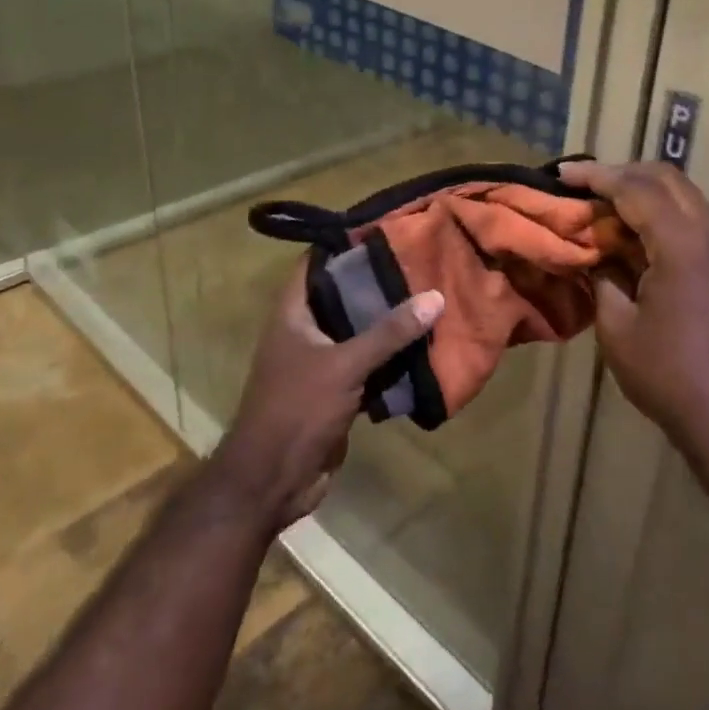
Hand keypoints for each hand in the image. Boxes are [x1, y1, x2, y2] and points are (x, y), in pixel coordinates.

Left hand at [211, 263, 444, 529]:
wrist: (273, 480)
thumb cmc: (298, 410)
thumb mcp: (345, 365)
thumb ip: (389, 332)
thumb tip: (435, 296)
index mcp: (293, 314)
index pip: (314, 264)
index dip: (343, 244)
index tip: (384, 229)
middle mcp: (305, 332)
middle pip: (342, 296)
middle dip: (377, 283)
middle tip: (419, 263)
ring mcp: (320, 363)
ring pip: (358, 332)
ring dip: (388, 322)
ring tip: (429, 296)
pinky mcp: (336, 391)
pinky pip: (368, 364)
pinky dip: (391, 357)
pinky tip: (423, 345)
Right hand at [559, 160, 708, 455]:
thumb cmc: (667, 375)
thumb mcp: (617, 326)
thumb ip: (602, 276)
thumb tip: (593, 251)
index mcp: (683, 245)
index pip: (636, 189)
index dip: (596, 176)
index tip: (563, 172)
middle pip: (667, 179)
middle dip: (623, 174)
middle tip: (585, 185)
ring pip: (686, 196)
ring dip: (646, 193)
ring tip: (607, 206)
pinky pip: (697, 220)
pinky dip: (665, 215)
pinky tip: (639, 236)